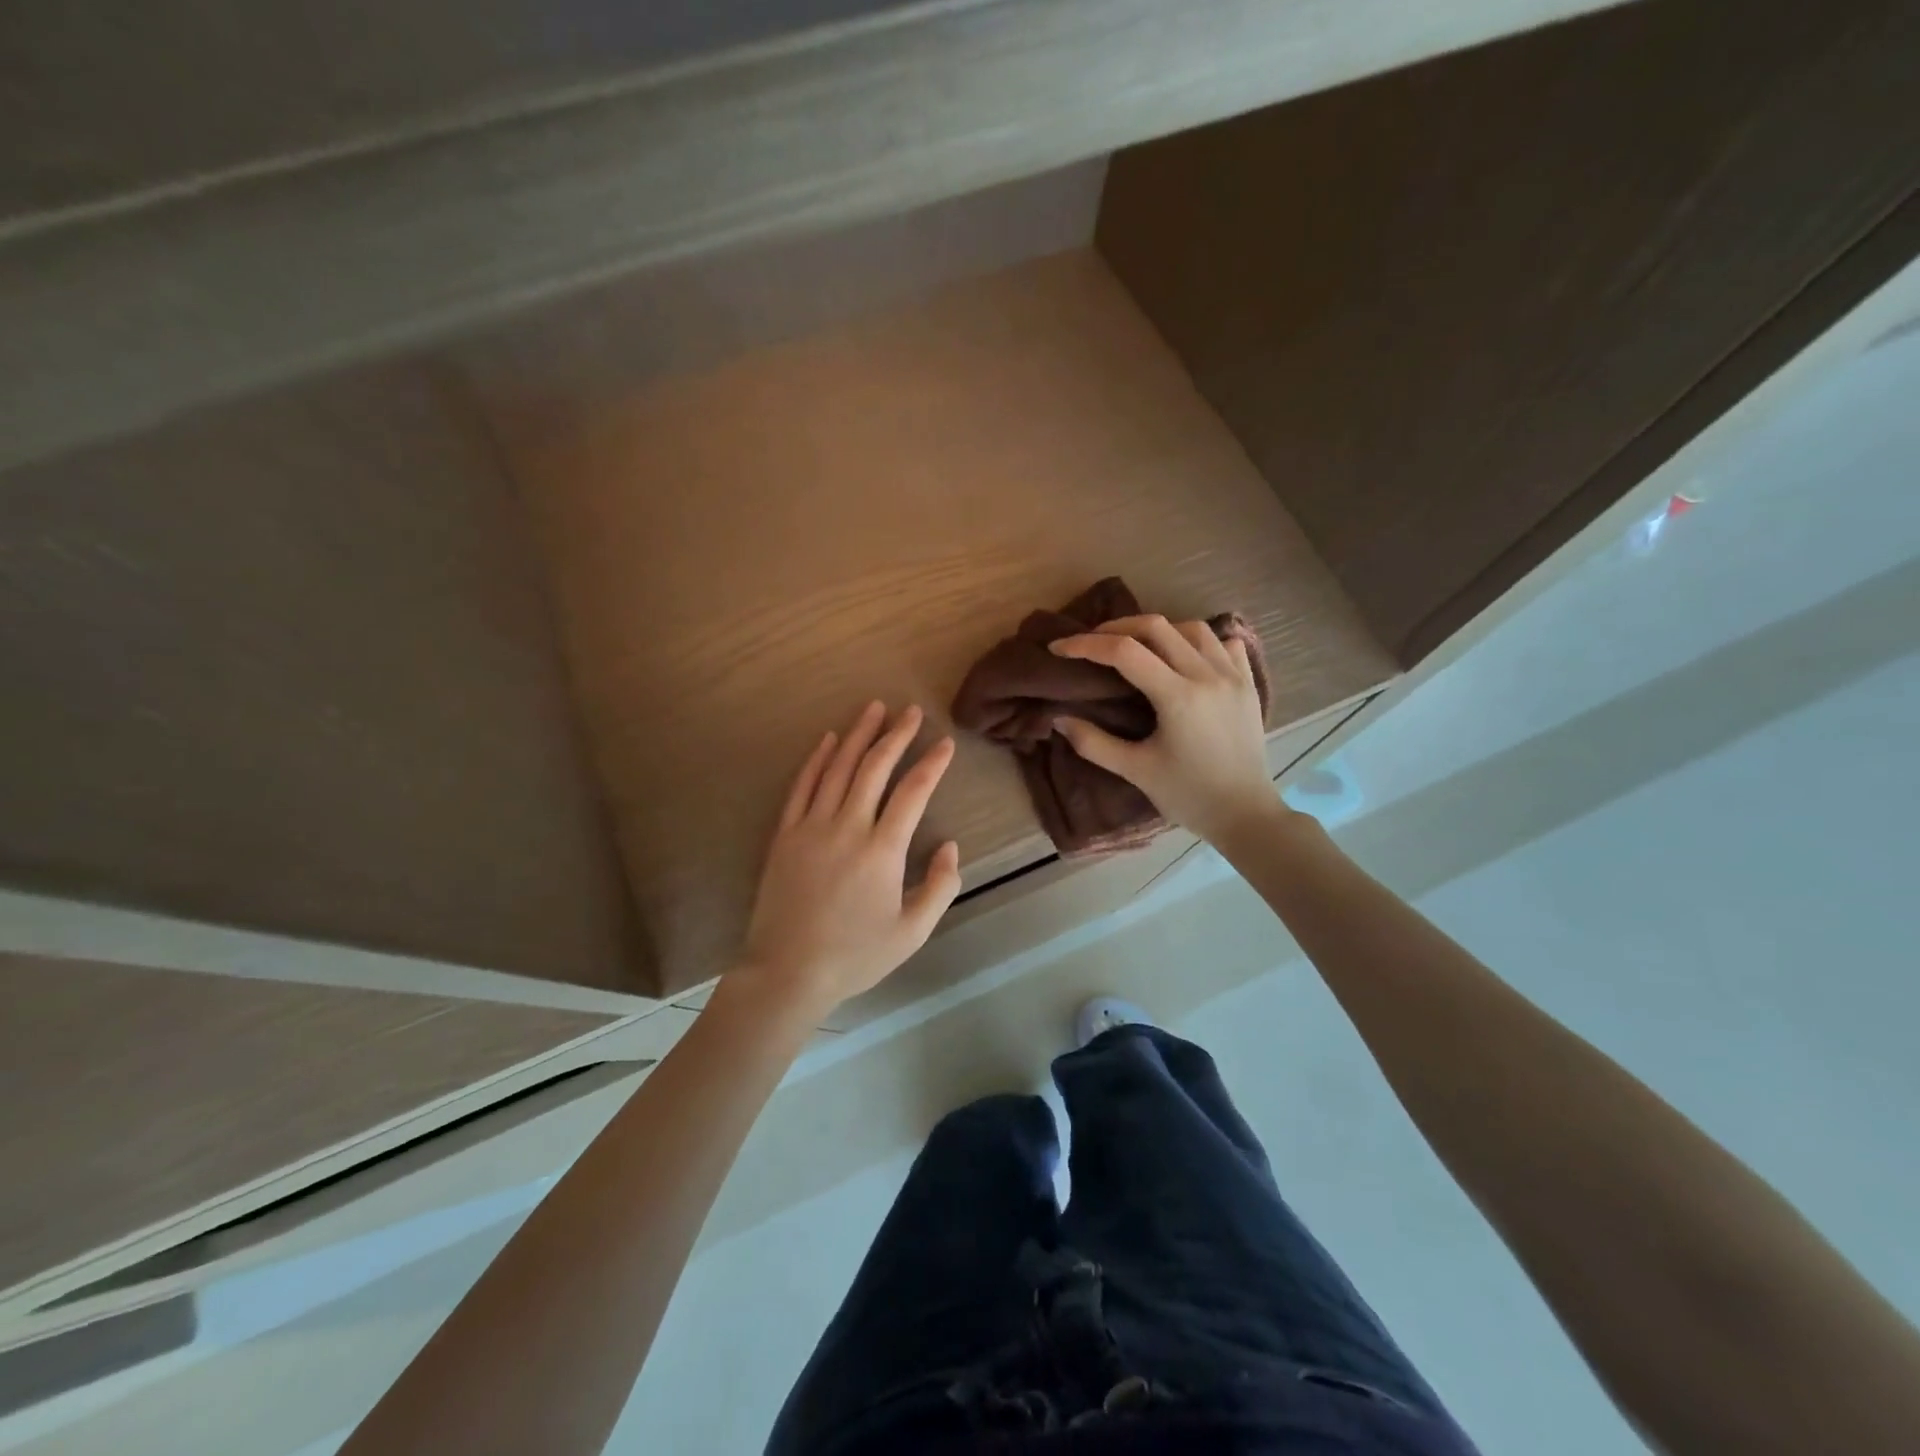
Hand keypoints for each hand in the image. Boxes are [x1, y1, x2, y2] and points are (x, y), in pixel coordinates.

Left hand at [736, 702, 961, 1015]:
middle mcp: (848, 827)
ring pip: (838, 768)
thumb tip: (950, 845)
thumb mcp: (912, 932)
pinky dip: (817, 759)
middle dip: (896, 735)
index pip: (913, 792)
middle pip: (875, 768)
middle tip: (911, 712)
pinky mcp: (785, 835)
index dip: (932, 764)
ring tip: (874, 709)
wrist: (787, 972)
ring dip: (858, 735)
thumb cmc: (855, 956)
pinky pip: (802, 786)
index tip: (945, 743)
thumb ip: (940, 886)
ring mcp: (811, 827)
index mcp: (883, 850)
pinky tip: (829, 740)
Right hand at [1050, 615, 1278, 843]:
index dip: (1086, 645)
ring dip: (1158, 630)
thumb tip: (1058, 718)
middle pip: (1157, 627)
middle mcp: (1208, 676)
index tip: (1059, 648)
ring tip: (1137, 646)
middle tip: (1092, 642)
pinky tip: (1185, 655)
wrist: (1245, 815)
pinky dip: (1200, 641)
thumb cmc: (1188, 796)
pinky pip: (1225, 644)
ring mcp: (1234, 677)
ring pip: (1192, 628)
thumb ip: (1093, 743)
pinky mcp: (1249, 684)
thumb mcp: (1135, 771)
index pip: (1124, 652)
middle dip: (1117, 628)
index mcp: (1178, 697)